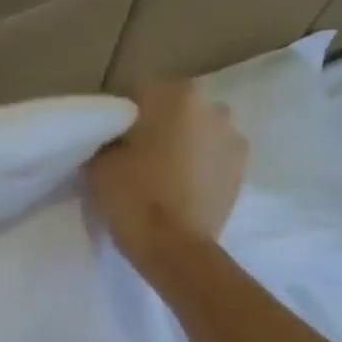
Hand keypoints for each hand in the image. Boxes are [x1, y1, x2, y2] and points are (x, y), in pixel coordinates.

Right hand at [86, 80, 247, 270]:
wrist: (176, 249)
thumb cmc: (134, 199)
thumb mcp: (99, 164)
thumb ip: (107, 140)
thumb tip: (114, 139)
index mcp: (175, 94)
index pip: (138, 92)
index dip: (121, 117)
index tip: (111, 141)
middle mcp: (212, 106)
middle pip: (174, 109)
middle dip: (158, 126)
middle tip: (137, 158)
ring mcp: (233, 138)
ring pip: (198, 132)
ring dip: (184, 145)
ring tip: (164, 176)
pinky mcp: (242, 170)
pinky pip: (213, 158)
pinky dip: (200, 167)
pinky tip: (183, 189)